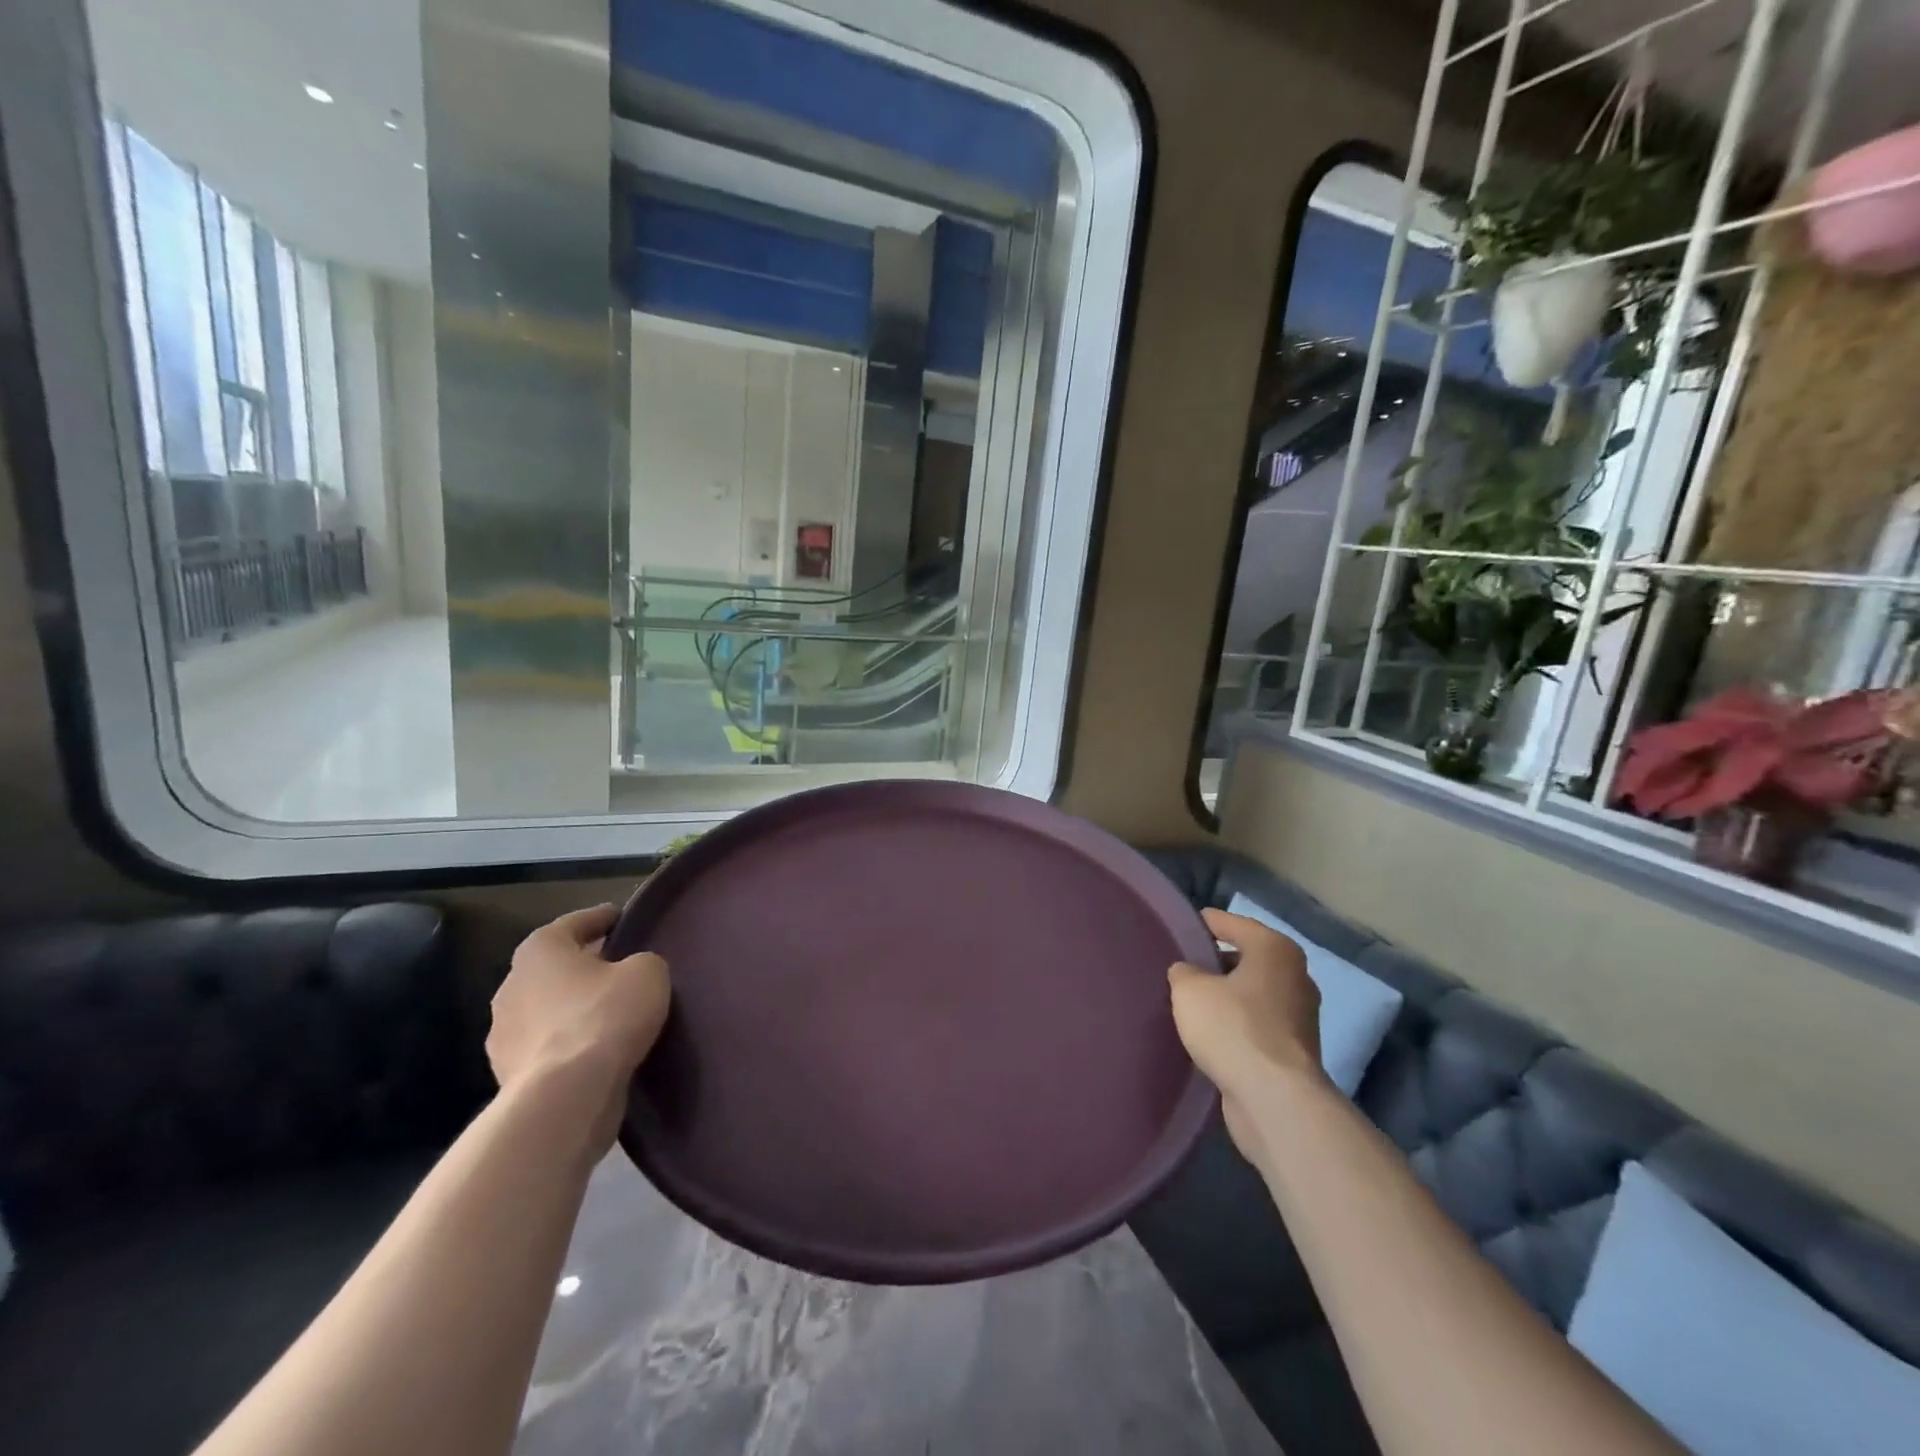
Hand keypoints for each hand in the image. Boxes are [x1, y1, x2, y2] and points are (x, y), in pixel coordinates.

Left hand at [488, 904, 671, 1150]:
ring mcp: (503, 1034)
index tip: (622, 919)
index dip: (602, 918)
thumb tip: (630, 972)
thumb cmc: (605, 1016)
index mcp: (540, 950)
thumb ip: (640, 962)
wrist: (565, 1096)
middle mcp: (511, 986)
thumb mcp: (647, 973)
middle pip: (554, 967)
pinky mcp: (508, 1075)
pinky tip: (593, 1051)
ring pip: (546, 1009)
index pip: (574, 923)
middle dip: (582, 966)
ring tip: (607, 1014)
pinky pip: (546, 1047)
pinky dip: (566, 1044)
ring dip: (570, 1008)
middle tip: (617, 967)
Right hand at [1169, 909, 1325, 1161]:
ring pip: (1253, 994)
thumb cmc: (1232, 1028)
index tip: (1183, 925)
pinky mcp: (1294, 1051)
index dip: (1206, 923)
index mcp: (1275, 950)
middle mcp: (1295, 977)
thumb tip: (1189, 973)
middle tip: (1183, 966)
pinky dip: (1236, 1025)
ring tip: (1191, 1001)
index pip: (1233, 923)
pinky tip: (1210, 1034)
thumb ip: (1184, 972)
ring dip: (1227, 997)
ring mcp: (1300, 1016)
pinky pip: (1257, 1025)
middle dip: (1217, 963)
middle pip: (1247, 959)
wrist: (1274, 1099)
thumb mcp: (1190, 989)